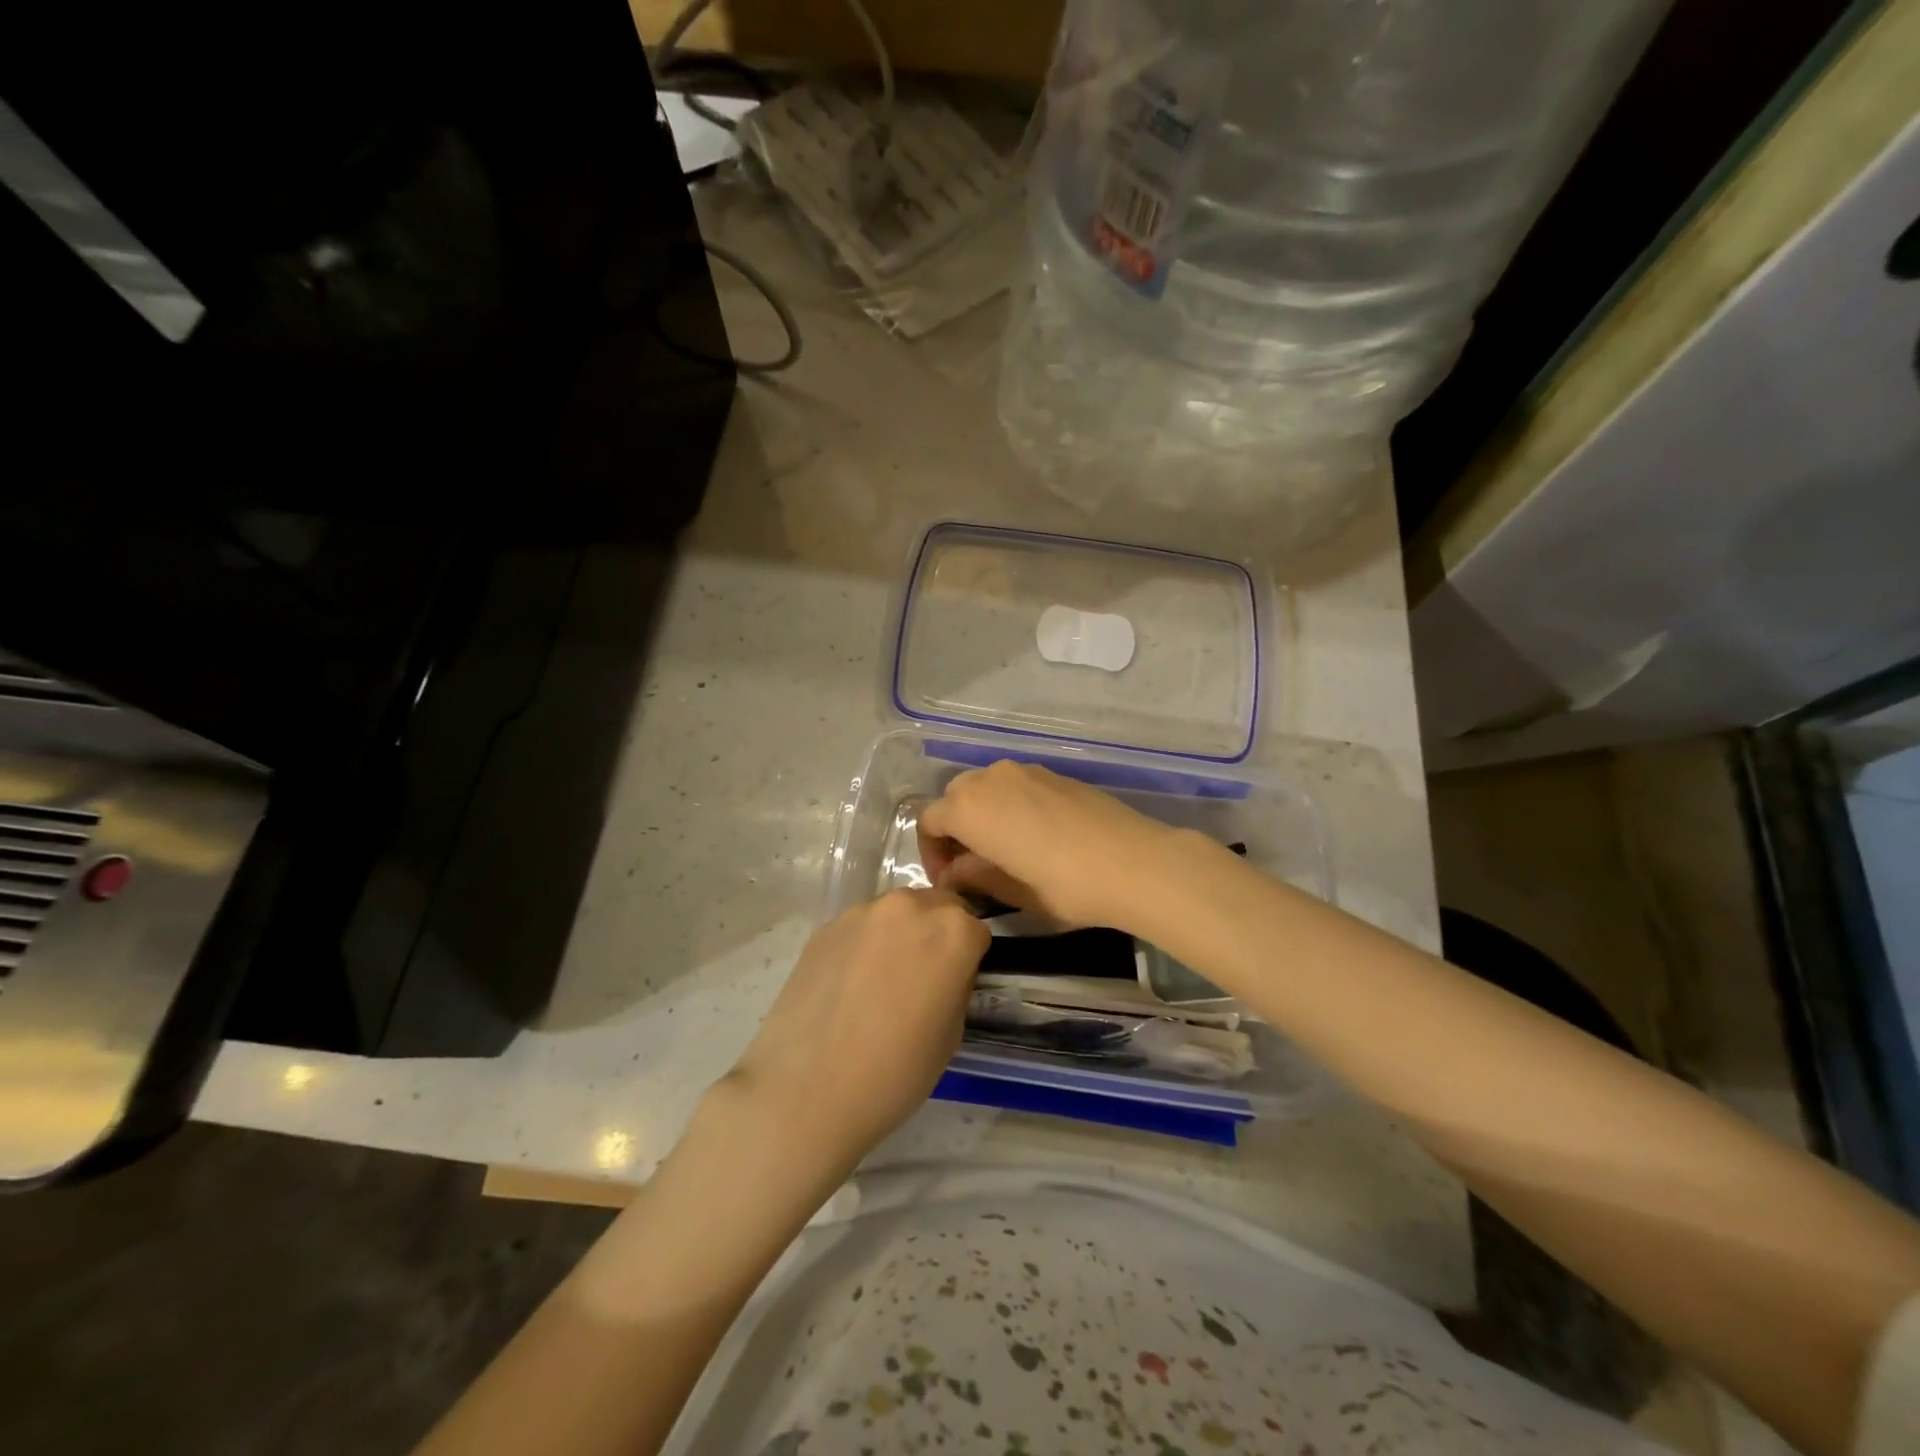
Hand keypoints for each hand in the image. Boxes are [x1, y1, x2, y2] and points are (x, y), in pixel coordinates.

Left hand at [714, 889, 988, 1185]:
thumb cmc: (894, 1072)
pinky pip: (861, 927)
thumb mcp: (951, 1034)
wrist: (806, 1091)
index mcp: (953, 931)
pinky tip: (849, 985)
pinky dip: (865, 945)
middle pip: (937, 907)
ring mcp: (863, 912)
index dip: (969, 957)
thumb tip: (947, 971)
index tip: (956, 983)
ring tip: (881, 982)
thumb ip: (956, 984)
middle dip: (937, 934)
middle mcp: (910, 907)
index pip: (977, 929)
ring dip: (900, 935)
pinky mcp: (826, 925)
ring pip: (897, 913)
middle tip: (923, 978)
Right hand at [917, 760, 1182, 931]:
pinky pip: (1015, 785)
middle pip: (955, 797)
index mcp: (969, 808)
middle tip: (970, 865)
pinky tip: (1032, 835)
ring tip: (1001, 850)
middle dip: (954, 829)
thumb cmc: (1064, 884)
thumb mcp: (1011, 891)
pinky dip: (1009, 805)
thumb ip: (974, 875)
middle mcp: (990, 779)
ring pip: (985, 787)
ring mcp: (1025, 771)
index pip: (929, 821)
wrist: (1133, 862)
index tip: (949, 880)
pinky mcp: (1053, 774)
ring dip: (981, 814)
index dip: (931, 852)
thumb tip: (954, 872)